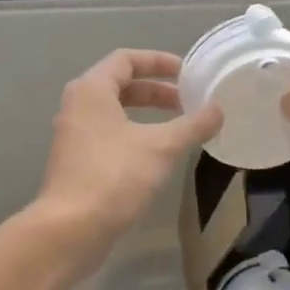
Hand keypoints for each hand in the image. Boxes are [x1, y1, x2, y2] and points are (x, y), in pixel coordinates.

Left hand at [35, 49, 221, 257]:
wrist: (71, 229)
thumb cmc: (114, 176)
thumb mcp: (162, 147)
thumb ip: (192, 125)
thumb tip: (218, 110)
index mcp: (91, 90)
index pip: (126, 59)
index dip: (158, 61)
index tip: (187, 73)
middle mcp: (77, 107)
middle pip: (120, 85)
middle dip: (156, 91)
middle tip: (188, 102)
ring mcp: (74, 137)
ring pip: (115, 113)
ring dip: (147, 115)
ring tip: (178, 128)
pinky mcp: (77, 164)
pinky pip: (110, 136)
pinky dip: (135, 136)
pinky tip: (158, 156)